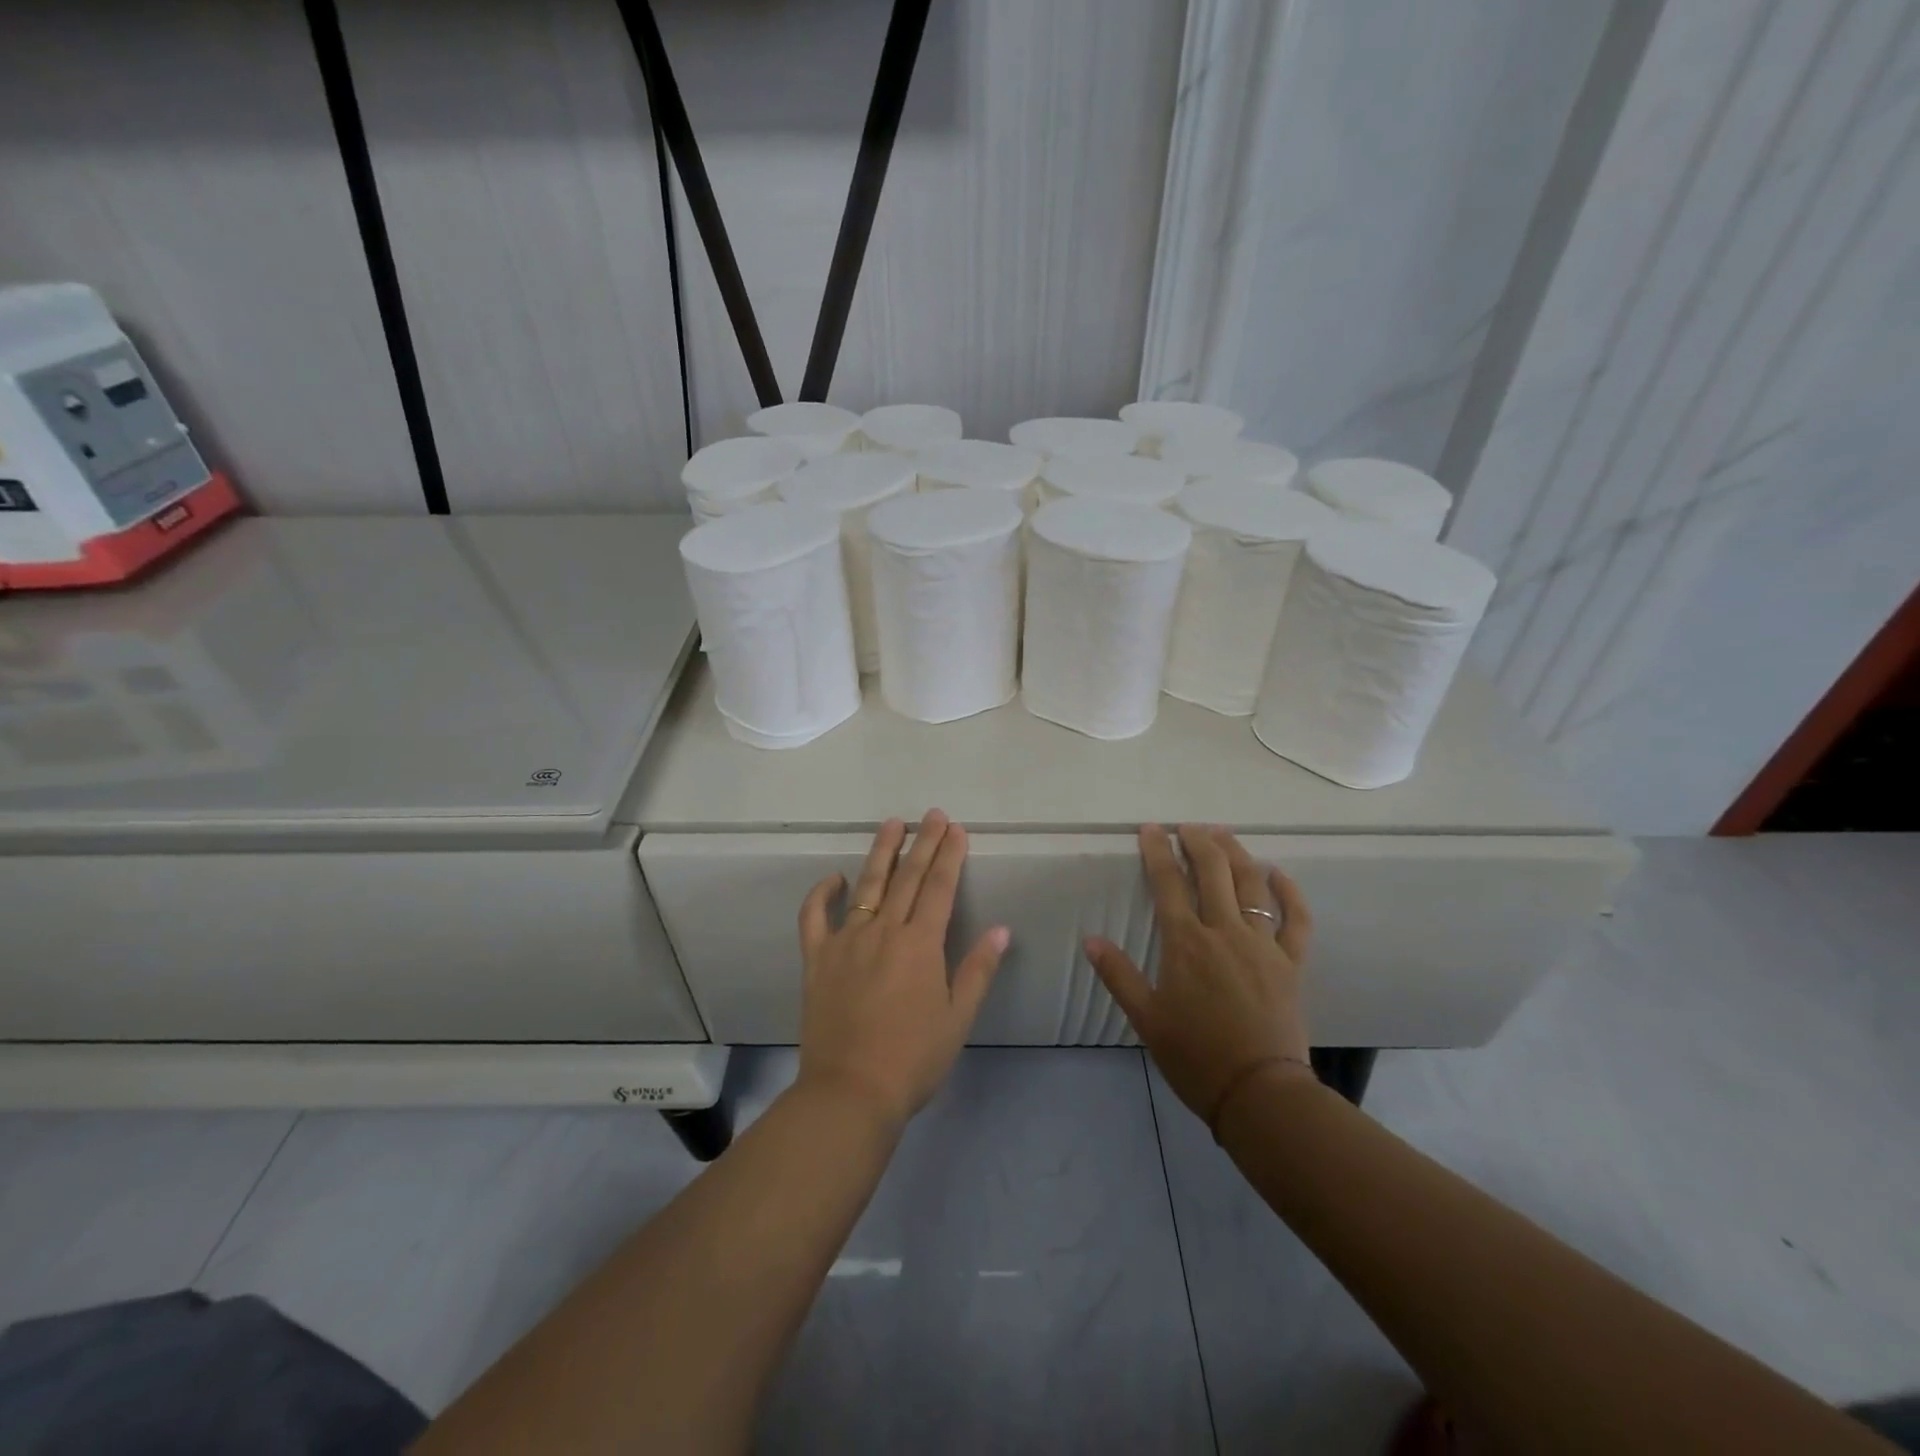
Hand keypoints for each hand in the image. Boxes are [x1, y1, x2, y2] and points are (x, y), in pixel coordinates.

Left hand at [795, 810, 1009, 1131]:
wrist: (850, 1092)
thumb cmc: (913, 1059)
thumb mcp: (958, 1018)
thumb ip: (978, 969)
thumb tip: (1001, 929)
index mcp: (920, 944)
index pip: (940, 887)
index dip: (950, 855)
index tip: (956, 829)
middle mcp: (884, 931)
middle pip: (907, 877)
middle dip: (923, 842)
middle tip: (932, 815)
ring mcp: (846, 941)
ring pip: (866, 886)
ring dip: (881, 852)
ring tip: (892, 824)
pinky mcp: (817, 959)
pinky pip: (814, 917)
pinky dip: (822, 893)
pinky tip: (835, 878)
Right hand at [1086, 825, 1313, 1123]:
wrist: (1259, 1093)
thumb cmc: (1195, 1056)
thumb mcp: (1146, 1018)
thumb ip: (1118, 975)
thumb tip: (1091, 940)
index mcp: (1186, 943)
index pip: (1167, 883)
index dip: (1157, 851)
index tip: (1150, 829)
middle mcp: (1224, 932)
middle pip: (1212, 872)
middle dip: (1198, 842)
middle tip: (1186, 826)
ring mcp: (1262, 944)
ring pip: (1252, 884)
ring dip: (1236, 853)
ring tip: (1223, 834)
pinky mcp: (1291, 962)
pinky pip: (1295, 919)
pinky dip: (1289, 893)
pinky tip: (1279, 874)